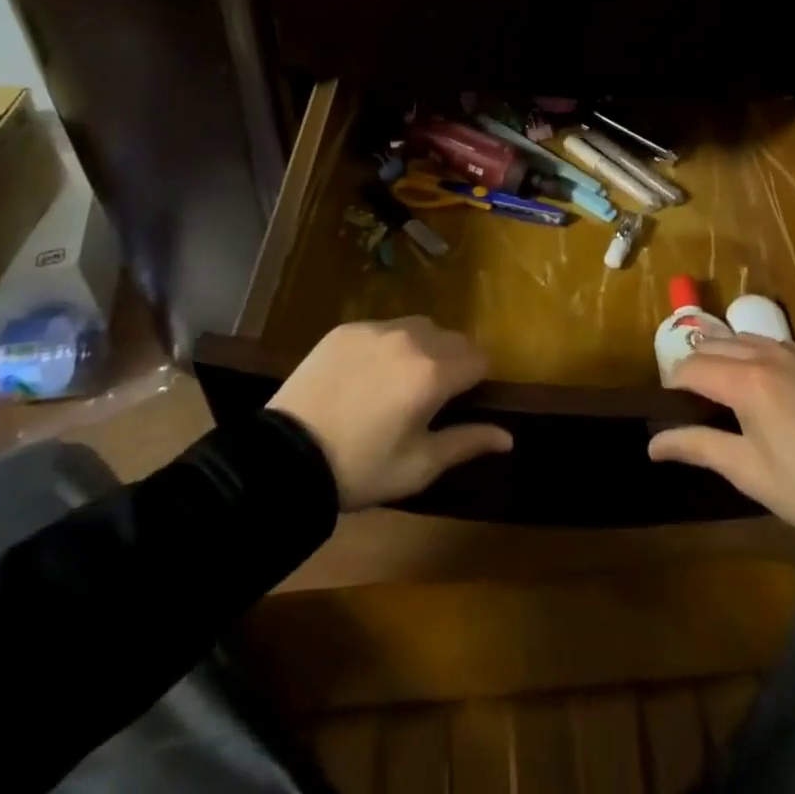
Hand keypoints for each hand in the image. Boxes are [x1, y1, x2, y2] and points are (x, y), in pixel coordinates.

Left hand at [268, 318, 512, 510]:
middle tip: (431, 397)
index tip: (461, 402)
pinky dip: (389, 344)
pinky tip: (369, 374)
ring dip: (423, 347)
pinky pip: (385, 327)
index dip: (477, 381)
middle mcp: (412, 339)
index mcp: (434, 373)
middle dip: (453, 361)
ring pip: (420, 327)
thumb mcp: (419, 466)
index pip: (479, 359)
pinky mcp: (348, 328)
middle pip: (453, 338)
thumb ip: (467, 442)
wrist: (285, 456)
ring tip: (400, 380)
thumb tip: (509, 437)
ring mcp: (377, 328)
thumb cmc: (360, 468)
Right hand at [648, 336, 794, 541]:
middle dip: (697, 363)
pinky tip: (769, 381)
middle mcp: (770, 356)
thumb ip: (696, 446)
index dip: (674, 382)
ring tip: (725, 382)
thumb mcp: (745, 471)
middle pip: (717, 344)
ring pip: (749, 339)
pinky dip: (764, 355)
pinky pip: (783, 346)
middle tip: (693, 394)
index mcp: (746, 382)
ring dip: (729, 354)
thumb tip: (652, 443)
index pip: (693, 367)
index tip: (669, 401)